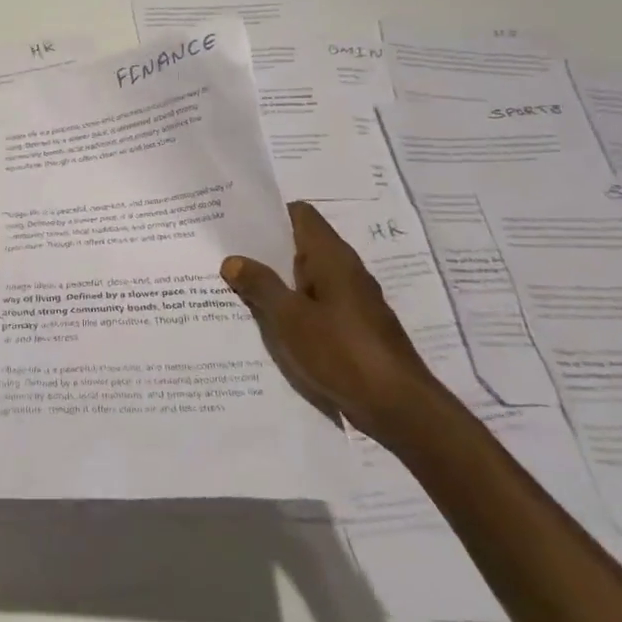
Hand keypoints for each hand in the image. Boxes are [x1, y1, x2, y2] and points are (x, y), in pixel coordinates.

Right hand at [221, 201, 444, 444]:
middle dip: (264, 249)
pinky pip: (314, 303)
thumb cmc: (341, 352)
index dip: (268, 214)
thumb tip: (233, 259)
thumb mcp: (289, 318)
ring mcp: (351, 300)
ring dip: (275, 279)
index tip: (235, 221)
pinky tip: (266, 320)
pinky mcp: (353, 327)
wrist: (398, 407)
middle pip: (300, 245)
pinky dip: (290, 305)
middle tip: (224, 252)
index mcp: (332, 257)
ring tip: (235, 285)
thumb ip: (260, 285)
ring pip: (305, 277)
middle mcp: (345, 271)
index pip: (300, 215)